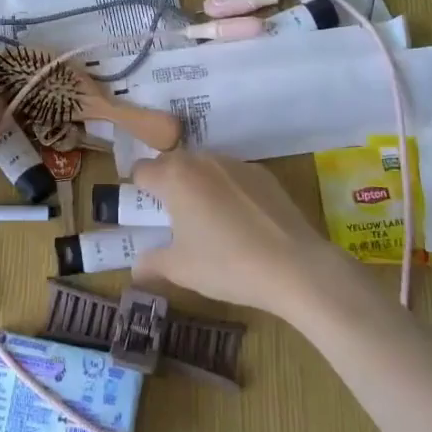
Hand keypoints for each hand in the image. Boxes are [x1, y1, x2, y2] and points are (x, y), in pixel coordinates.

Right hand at [130, 151, 347, 314]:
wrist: (295, 267)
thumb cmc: (227, 265)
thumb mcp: (181, 270)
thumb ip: (151, 263)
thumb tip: (136, 268)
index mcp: (175, 177)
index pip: (142, 170)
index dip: (138, 189)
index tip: (144, 212)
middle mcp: (203, 161)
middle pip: (173, 163)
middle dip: (167, 185)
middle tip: (172, 218)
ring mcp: (236, 164)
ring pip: (204, 167)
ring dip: (198, 185)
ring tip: (209, 220)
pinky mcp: (264, 174)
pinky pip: (233, 176)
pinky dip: (228, 190)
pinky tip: (241, 222)